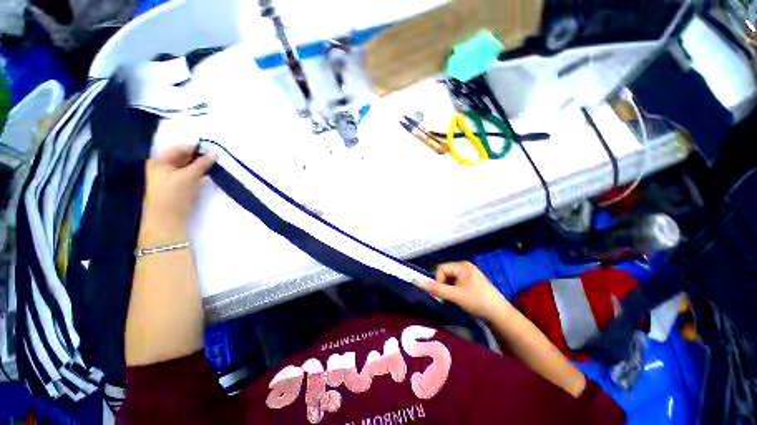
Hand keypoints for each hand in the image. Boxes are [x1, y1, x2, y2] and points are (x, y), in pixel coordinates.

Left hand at [139, 145, 214, 244]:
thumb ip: (201, 164)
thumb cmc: (173, 195)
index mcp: (159, 161)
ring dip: (200, 167)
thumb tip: (214, 154)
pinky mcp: (177, 187)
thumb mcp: (188, 177)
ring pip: (187, 167)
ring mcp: (169, 178)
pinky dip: (198, 175)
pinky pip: (189, 176)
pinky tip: (208, 176)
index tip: (212, 150)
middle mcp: (162, 167)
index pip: (179, 149)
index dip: (195, 148)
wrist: (167, 220)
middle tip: (215, 159)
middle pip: (183, 158)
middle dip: (198, 158)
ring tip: (214, 167)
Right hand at [418, 261, 509, 318]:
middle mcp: (464, 267)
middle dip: (444, 286)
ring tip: (455, 300)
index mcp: (462, 265)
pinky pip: (456, 284)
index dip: (438, 281)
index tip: (443, 295)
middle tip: (449, 298)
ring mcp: (469, 275)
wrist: (500, 315)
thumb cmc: (477, 301)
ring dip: (449, 290)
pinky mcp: (471, 283)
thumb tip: (417, 282)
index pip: (440, 269)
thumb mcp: (455, 295)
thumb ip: (436, 289)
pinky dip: (454, 292)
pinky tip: (460, 300)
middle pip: (445, 274)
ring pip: (450, 280)